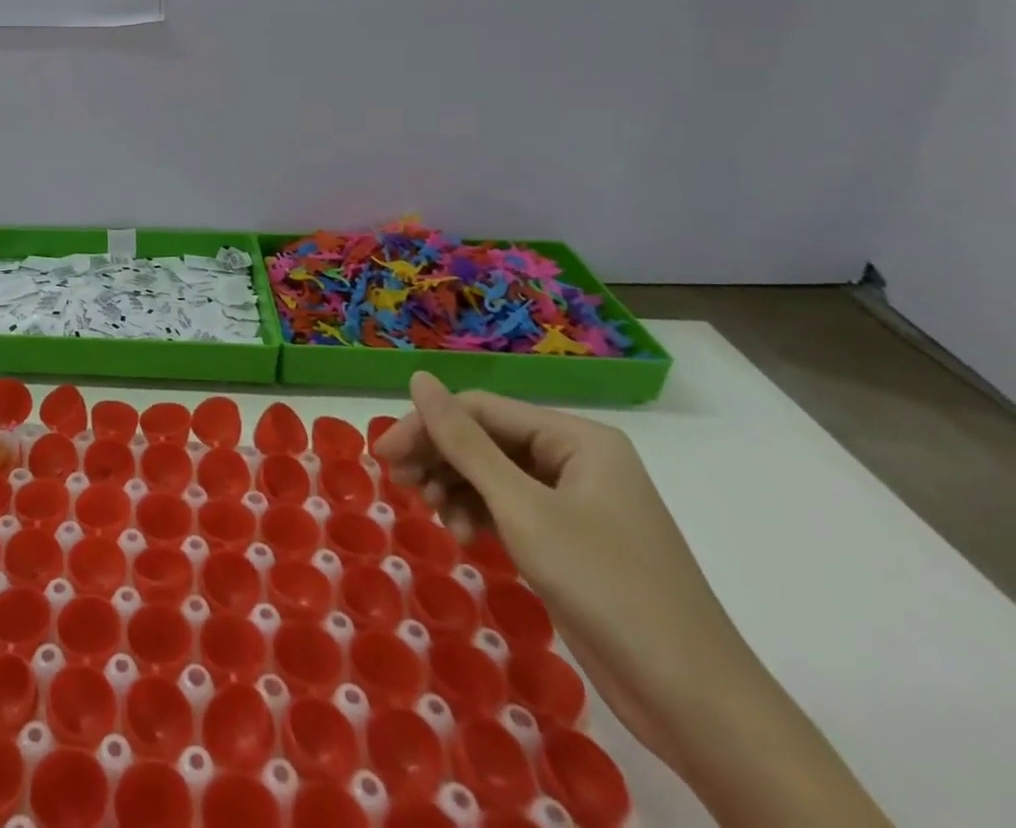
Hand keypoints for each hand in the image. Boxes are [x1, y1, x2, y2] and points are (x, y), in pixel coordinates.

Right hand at [374, 373, 755, 778]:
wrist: (697, 704)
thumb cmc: (607, 587)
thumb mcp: (522, 508)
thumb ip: (464, 442)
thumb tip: (418, 378)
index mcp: (577, 438)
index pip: (481, 410)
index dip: (428, 426)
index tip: (384, 457)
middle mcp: (577, 459)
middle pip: (486, 440)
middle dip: (440, 460)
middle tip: (399, 484)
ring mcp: (577, 502)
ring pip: (494, 475)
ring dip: (457, 490)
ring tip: (435, 517)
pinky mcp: (573, 541)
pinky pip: (512, 509)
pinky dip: (481, 517)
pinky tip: (464, 538)